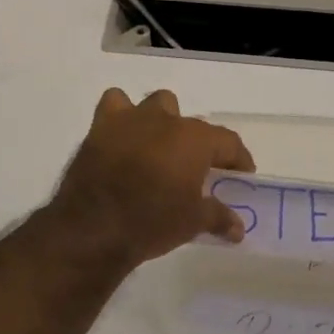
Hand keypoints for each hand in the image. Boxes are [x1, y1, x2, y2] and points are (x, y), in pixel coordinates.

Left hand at [47, 89, 255, 268]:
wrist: (93, 227)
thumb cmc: (152, 222)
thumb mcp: (192, 223)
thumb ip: (218, 218)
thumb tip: (238, 228)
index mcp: (195, 139)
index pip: (228, 142)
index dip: (238, 159)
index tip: (240, 175)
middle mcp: (167, 120)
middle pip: (193, 125)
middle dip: (197, 144)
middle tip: (195, 171)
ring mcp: (132, 119)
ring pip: (158, 104)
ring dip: (163, 121)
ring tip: (160, 149)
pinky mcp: (102, 126)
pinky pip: (115, 105)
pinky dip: (122, 116)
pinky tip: (123, 137)